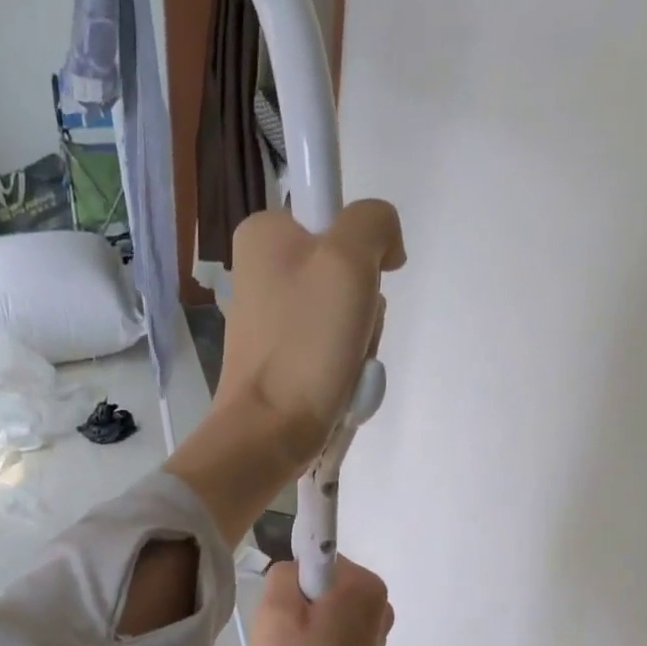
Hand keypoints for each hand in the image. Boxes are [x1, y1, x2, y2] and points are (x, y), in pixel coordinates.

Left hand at [219, 201, 404, 469]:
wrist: (270, 431)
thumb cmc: (304, 342)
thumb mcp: (347, 258)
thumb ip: (373, 222)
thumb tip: (385, 247)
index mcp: (264, 234)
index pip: (338, 214)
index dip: (364, 248)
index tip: (362, 282)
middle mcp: (262, 270)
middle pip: (347, 268)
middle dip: (364, 306)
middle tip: (353, 332)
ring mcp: (272, 318)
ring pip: (346, 312)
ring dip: (360, 340)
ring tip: (345, 365)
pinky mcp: (282, 357)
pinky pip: (333, 347)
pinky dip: (345, 365)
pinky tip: (338, 383)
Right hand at [248, 556, 394, 645]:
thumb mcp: (273, 610)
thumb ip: (283, 572)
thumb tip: (295, 574)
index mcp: (363, 585)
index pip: (314, 558)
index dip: (291, 584)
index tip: (283, 614)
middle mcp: (380, 602)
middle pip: (320, 584)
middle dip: (296, 605)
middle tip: (282, 637)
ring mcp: (377, 631)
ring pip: (323, 609)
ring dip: (303, 626)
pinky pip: (332, 631)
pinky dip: (316, 643)